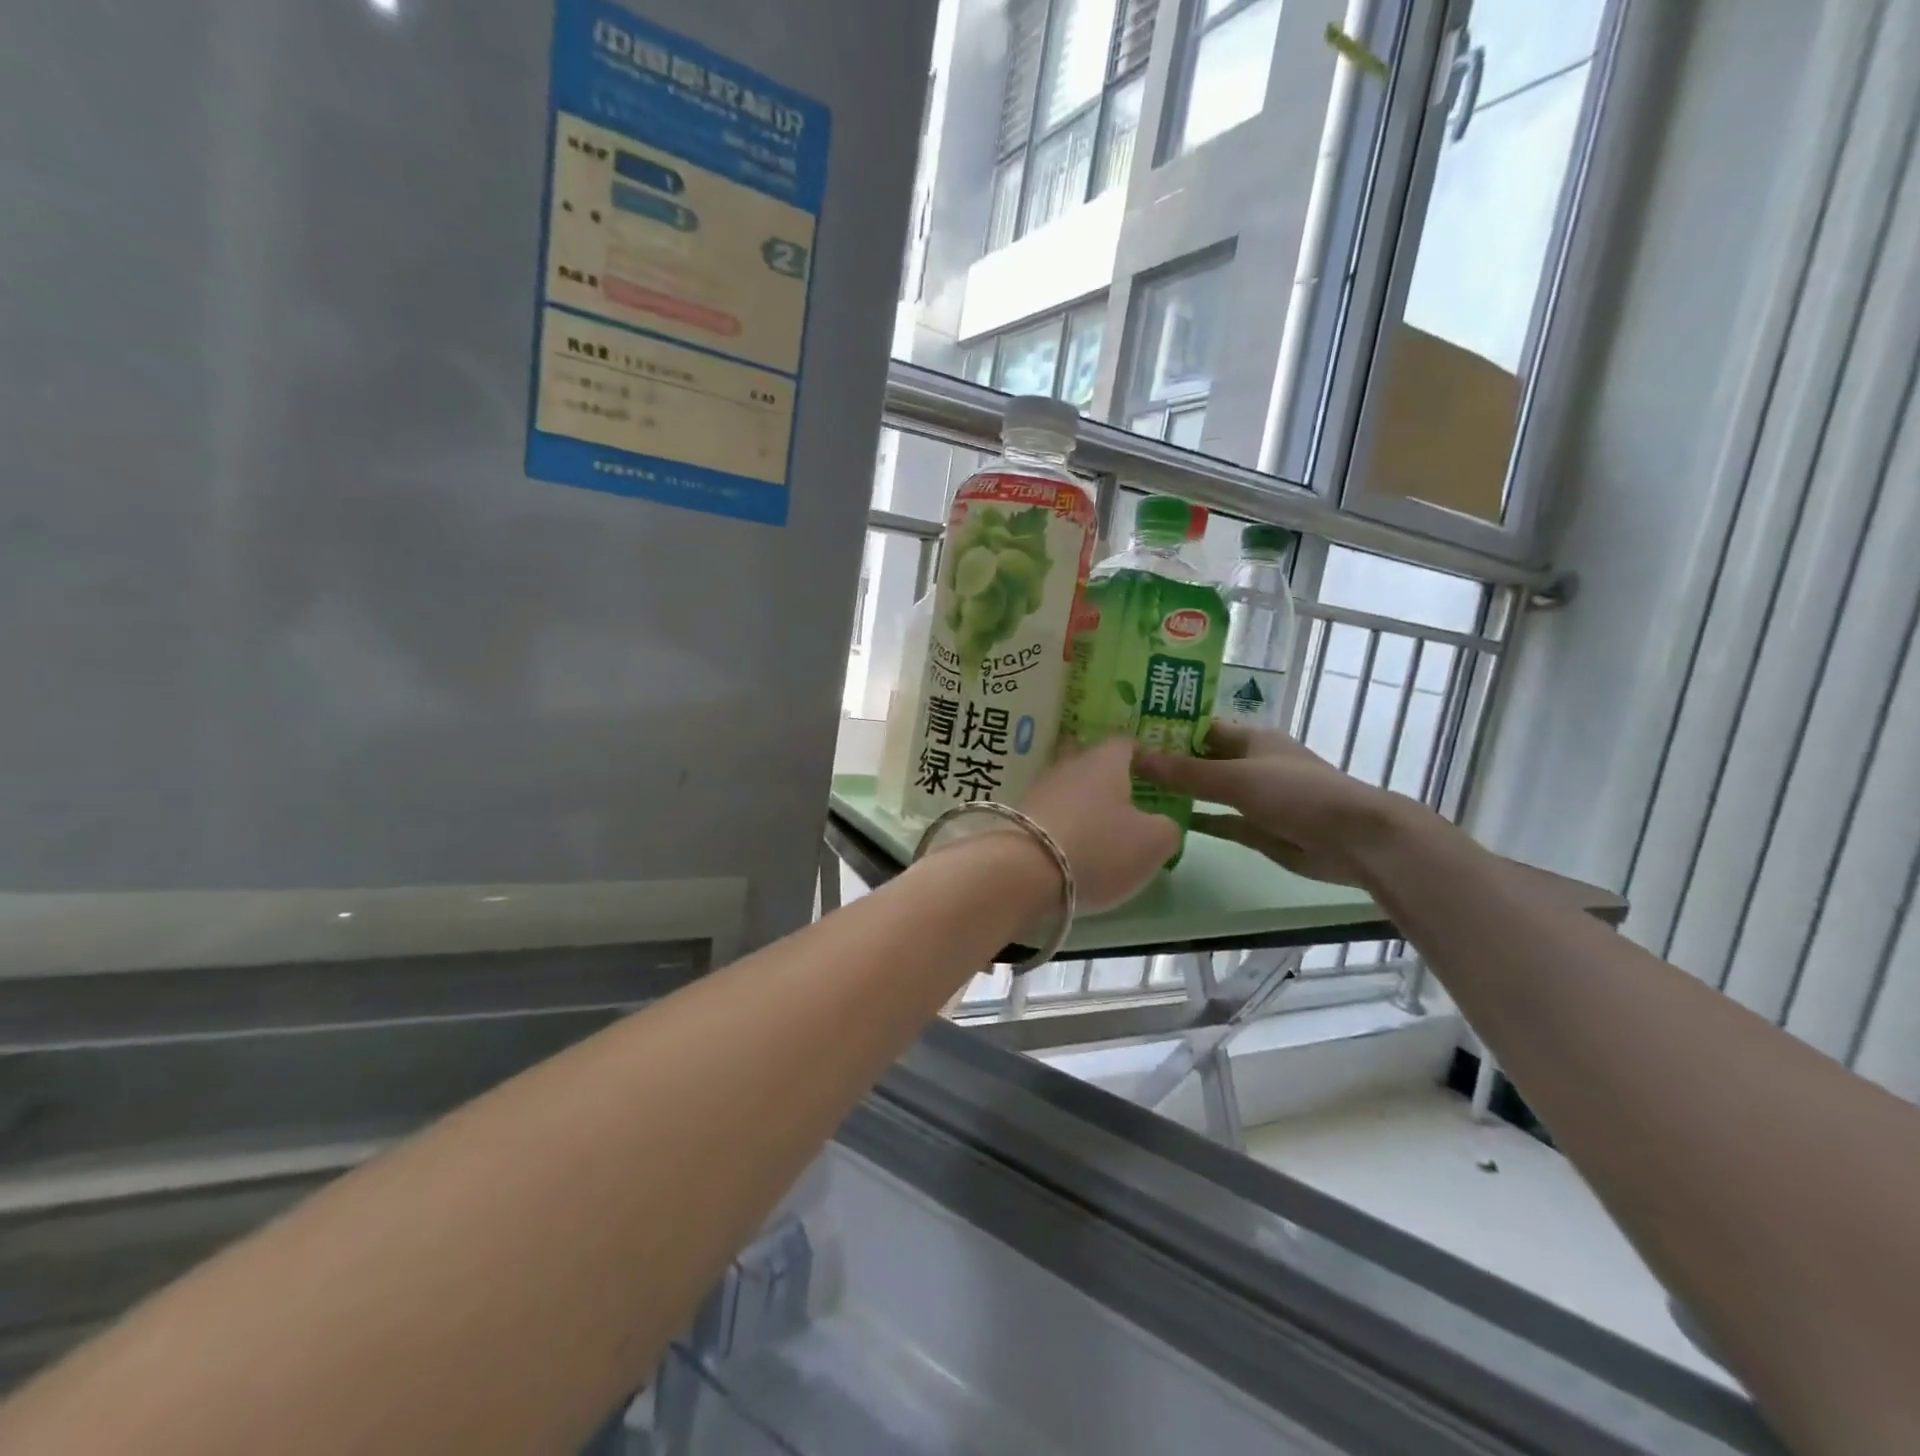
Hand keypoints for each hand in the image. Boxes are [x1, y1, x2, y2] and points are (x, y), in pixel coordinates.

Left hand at [1016, 737, 1180, 911]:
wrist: (1022, 872)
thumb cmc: (1098, 848)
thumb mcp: (1153, 843)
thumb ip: (1167, 828)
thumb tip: (1161, 824)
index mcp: (1104, 761)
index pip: (1125, 743)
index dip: (1141, 755)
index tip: (1153, 772)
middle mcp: (1067, 766)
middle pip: (1088, 760)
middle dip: (1105, 776)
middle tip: (1125, 798)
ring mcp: (1038, 789)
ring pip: (1066, 786)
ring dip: (1080, 802)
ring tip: (1098, 827)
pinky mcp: (1016, 816)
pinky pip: (1048, 812)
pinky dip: (1061, 823)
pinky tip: (1069, 844)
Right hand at [1135, 723, 1418, 885]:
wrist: (1352, 839)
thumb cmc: (1296, 793)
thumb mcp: (1236, 778)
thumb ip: (1185, 772)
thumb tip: (1134, 757)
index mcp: (1250, 738)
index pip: (1199, 727)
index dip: (1167, 727)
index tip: (1127, 731)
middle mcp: (1249, 763)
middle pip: (1199, 758)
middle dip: (1166, 760)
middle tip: (1118, 764)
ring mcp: (1252, 797)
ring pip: (1206, 790)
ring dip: (1177, 791)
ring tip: (1131, 791)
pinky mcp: (1255, 828)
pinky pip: (1217, 820)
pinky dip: (1195, 820)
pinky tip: (1163, 821)